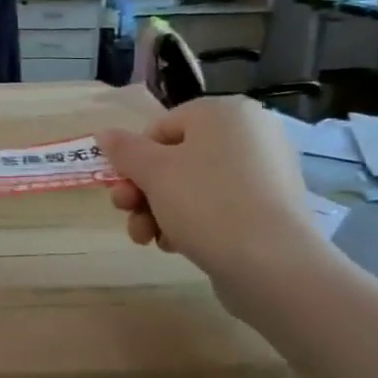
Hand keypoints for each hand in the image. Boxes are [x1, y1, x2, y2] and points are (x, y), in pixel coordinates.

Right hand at [98, 97, 322, 286]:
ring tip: (147, 239)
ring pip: (193, 186)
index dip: (135, 160)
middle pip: (175, 159)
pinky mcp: (271, 208)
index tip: (124, 189)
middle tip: (127, 215)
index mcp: (224, 113)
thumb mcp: (153, 172)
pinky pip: (219, 206)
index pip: (161, 128)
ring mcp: (265, 173)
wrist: (272, 265)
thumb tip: (104, 134)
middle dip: (144, 191)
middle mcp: (250, 134)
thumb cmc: (206, 203)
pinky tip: (175, 246)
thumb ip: (124, 150)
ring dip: (160, 211)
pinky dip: (192, 222)